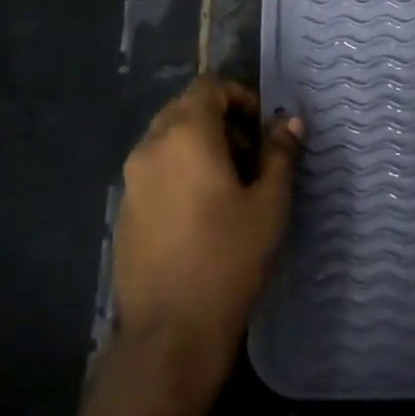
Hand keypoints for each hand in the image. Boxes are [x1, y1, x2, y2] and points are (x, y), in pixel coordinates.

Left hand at [110, 76, 302, 376]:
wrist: (172, 328)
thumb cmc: (230, 257)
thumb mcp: (269, 203)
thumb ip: (279, 154)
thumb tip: (288, 121)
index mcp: (185, 136)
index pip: (207, 87)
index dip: (239, 97)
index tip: (262, 129)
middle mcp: (150, 147)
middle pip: (184, 109)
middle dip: (221, 121)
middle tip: (253, 157)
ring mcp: (131, 179)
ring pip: (167, 139)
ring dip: (201, 145)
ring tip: (232, 186)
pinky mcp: (125, 209)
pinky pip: (155, 169)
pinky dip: (181, 170)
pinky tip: (203, 212)